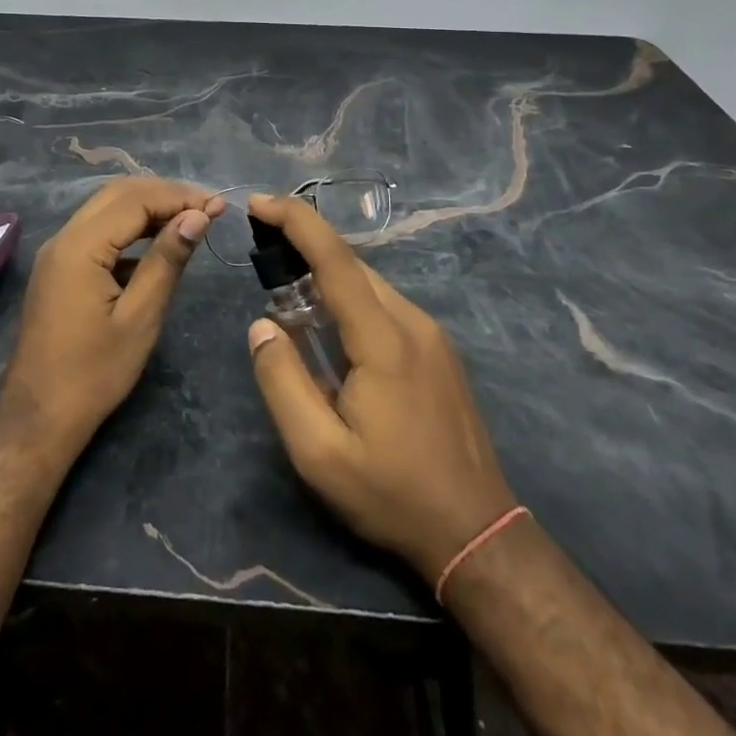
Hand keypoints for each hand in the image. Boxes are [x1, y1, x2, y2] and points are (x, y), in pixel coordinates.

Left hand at [0, 177, 224, 453]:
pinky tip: (158, 244)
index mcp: (79, 246)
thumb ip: (167, 260)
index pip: (135, 200)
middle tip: (207, 207)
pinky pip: (97, 230)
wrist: (39, 416)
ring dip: (148, 207)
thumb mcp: (140, 317)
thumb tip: (197, 216)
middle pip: (118, 194)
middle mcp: (63, 237)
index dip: (179, 197)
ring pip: (106, 208)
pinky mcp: (59, 267)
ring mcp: (57, 251)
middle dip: (165, 194)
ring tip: (191, 219)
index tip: (218, 205)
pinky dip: (130, 227)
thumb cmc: (94, 373)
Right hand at [246, 193, 516, 579]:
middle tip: (261, 247)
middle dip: (304, 243)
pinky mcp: (438, 350)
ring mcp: (432, 335)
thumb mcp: (319, 453)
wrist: (478, 533)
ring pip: (370, 283)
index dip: (295, 220)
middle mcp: (412, 322)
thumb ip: (282, 382)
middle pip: (352, 264)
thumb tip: (261, 325)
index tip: (258, 202)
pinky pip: (385, 304)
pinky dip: (348, 295)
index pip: (335, 259)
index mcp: (384, 339)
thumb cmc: (392, 494)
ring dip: (326, 273)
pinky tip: (328, 324)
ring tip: (286, 286)